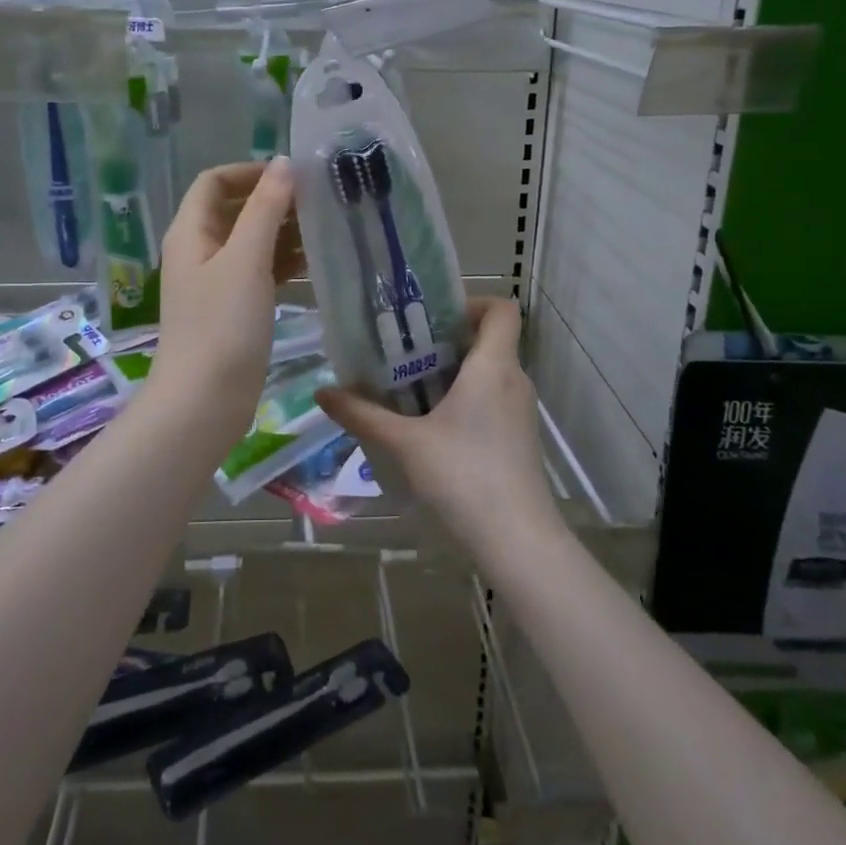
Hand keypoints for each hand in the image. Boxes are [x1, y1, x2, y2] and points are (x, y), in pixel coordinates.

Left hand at [149, 159, 303, 443]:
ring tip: (326, 231)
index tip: (293, 176)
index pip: (215, 182)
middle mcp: (199, 251)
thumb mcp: (246, 260)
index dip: (251, 172)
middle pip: (235, 210)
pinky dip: (283, 264)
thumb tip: (284, 163)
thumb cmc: (222, 325)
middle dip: (274, 202)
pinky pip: (259, 273)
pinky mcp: (232, 310)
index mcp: (191, 232)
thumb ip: (265, 209)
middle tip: (320, 203)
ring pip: (251, 243)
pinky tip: (316, 266)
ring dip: (283, 233)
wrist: (204, 401)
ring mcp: (215, 283)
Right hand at [315, 298, 561, 562]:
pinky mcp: (520, 439)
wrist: (517, 540)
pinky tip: (432, 429)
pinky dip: (465, 401)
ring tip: (409, 390)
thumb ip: (363, 415)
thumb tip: (323, 393)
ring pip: (490, 374)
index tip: (432, 320)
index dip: (471, 303)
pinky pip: (493, 401)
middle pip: (489, 341)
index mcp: (494, 366)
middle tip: (403, 354)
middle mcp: (515, 381)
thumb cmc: (464, 476)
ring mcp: (521, 412)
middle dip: (446, 342)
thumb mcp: (405, 444)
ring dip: (453, 374)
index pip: (501, 309)